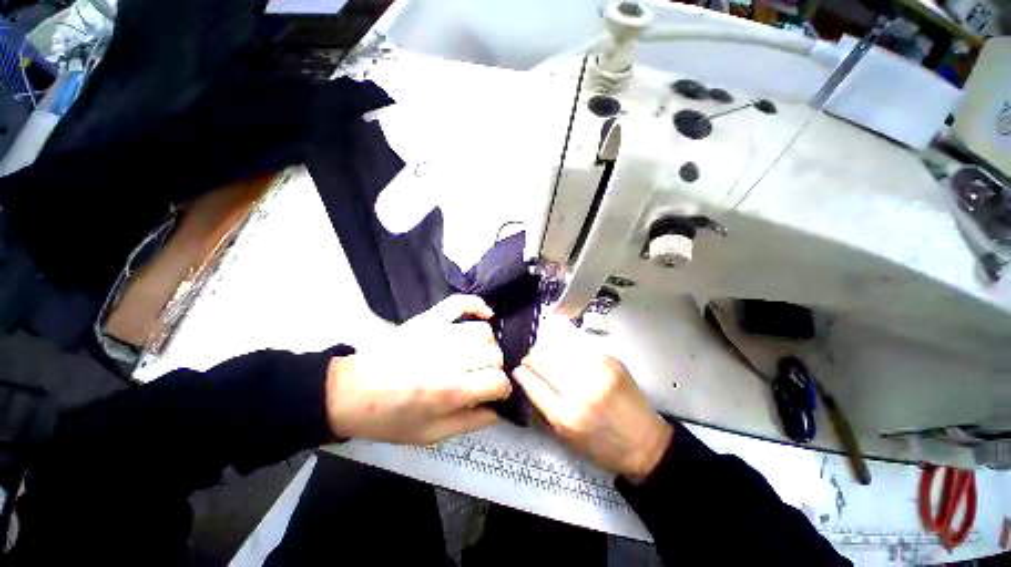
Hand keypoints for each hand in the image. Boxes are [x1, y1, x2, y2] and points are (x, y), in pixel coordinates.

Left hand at [326, 295, 510, 443]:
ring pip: (483, 331)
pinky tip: (485, 314)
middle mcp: (450, 358)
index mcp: (450, 390)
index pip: (498, 381)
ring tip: (476, 355)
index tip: (495, 394)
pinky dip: (477, 305)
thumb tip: (497, 410)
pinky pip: (460, 303)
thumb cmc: (389, 418)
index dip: (502, 390)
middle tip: (481, 378)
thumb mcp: (430, 435)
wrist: (350, 392)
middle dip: (494, 369)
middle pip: (494, 354)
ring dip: (487, 345)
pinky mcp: (429, 318)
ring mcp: (439, 332)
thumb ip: (470, 423)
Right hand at [513, 318, 672, 482]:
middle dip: (530, 357)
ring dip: (545, 346)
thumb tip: (525, 378)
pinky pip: (577, 342)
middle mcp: (580, 390)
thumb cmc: (602, 447)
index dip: (521, 373)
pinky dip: (563, 339)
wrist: (646, 443)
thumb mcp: (565, 437)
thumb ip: (542, 406)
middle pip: (541, 359)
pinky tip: (558, 339)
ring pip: (557, 346)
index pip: (531, 382)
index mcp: (565, 416)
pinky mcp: (610, 360)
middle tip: (530, 359)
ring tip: (542, 348)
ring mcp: (597, 371)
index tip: (517, 369)